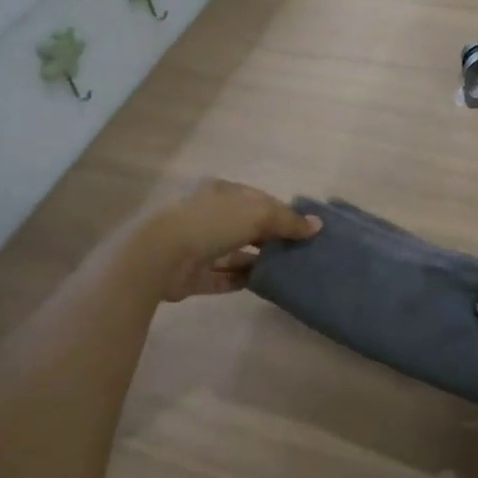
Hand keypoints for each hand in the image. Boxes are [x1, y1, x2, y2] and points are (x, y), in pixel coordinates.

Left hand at [128, 178, 319, 302]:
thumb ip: (288, 220)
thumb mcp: (258, 213)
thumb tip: (317, 225)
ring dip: (257, 261)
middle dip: (270, 238)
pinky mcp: (192, 276)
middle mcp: (209, 215)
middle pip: (246, 226)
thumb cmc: (212, 222)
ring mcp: (198, 246)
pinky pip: (223, 278)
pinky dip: (241, 280)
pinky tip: (264, 285)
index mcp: (221, 192)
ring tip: (287, 271)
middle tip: (299, 252)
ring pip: (235, 253)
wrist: (161, 255)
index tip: (304, 229)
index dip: (281, 212)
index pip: (257, 199)